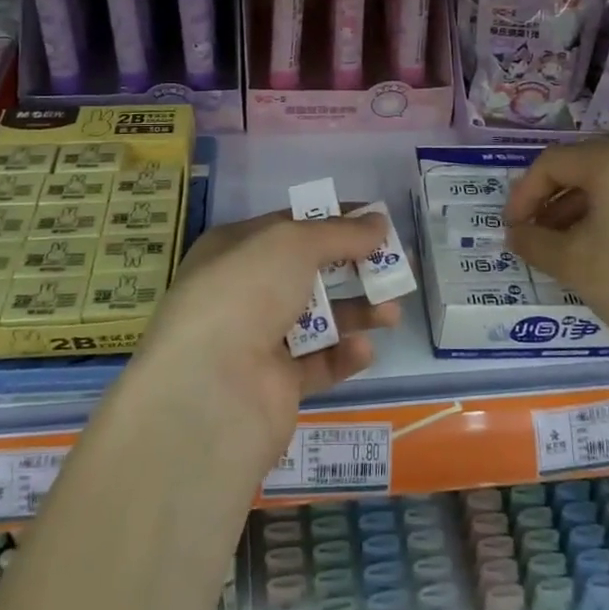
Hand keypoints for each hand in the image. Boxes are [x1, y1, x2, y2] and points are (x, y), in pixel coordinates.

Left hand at [128, 211, 403, 474]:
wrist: (211, 388)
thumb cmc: (246, 291)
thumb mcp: (293, 243)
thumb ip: (340, 232)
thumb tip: (379, 221)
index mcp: (234, 250)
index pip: (290, 226)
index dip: (334, 220)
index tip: (378, 221)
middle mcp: (243, 292)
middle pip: (309, 273)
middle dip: (353, 267)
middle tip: (396, 267)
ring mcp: (258, 341)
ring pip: (319, 318)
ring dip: (357, 311)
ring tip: (392, 311)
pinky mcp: (276, 385)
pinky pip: (318, 363)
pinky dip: (344, 354)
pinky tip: (365, 348)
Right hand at [505, 137, 608, 380]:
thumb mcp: (575, 265)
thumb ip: (535, 243)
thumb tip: (516, 233)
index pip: (552, 164)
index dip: (523, 195)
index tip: (511, 229)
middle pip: (584, 171)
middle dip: (552, 204)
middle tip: (536, 241)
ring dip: (582, 214)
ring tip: (569, 253)